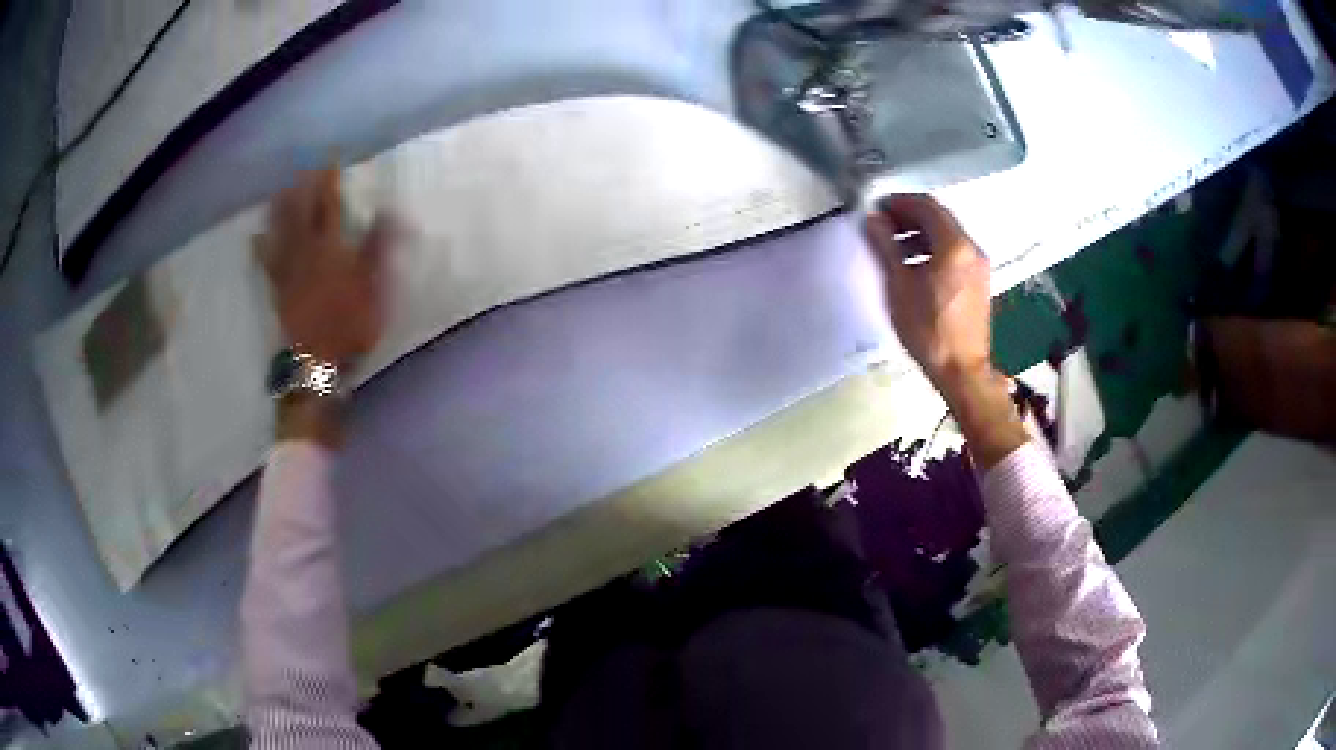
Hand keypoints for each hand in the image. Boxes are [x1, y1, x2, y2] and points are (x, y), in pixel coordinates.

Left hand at [255, 169, 392, 367]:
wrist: (316, 360)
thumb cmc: (349, 324)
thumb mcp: (373, 285)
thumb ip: (378, 246)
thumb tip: (389, 210)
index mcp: (329, 247)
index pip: (329, 205)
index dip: (329, 182)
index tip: (330, 160)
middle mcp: (304, 252)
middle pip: (300, 213)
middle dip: (302, 189)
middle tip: (304, 169)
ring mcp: (288, 270)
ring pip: (280, 232)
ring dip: (280, 210)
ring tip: (279, 191)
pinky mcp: (278, 289)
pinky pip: (267, 263)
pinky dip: (261, 248)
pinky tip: (256, 238)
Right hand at [866, 195, 1027, 468]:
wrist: (961, 370)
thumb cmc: (927, 329)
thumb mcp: (899, 285)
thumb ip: (886, 246)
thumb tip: (874, 219)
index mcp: (954, 245)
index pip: (926, 205)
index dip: (899, 202)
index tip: (877, 209)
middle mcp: (971, 248)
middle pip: (939, 217)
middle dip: (910, 215)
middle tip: (883, 224)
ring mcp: (979, 264)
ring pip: (949, 234)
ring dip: (922, 232)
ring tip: (895, 246)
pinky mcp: (980, 280)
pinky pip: (956, 251)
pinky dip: (935, 247)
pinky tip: (916, 265)